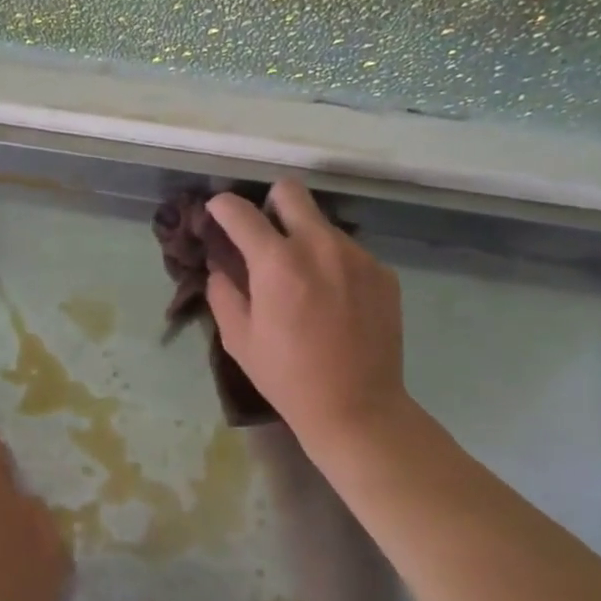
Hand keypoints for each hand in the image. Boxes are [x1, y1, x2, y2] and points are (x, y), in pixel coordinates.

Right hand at [205, 180, 412, 451]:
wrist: (357, 408)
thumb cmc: (287, 377)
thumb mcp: (238, 339)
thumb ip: (223, 292)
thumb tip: (221, 266)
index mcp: (277, 262)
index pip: (240, 212)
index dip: (222, 206)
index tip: (216, 212)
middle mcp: (320, 246)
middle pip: (291, 191)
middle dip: (269, 204)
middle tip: (263, 236)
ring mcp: (358, 256)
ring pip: (322, 223)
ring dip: (304, 238)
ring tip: (303, 279)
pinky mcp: (383, 272)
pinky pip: (348, 251)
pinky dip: (332, 263)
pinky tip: (333, 300)